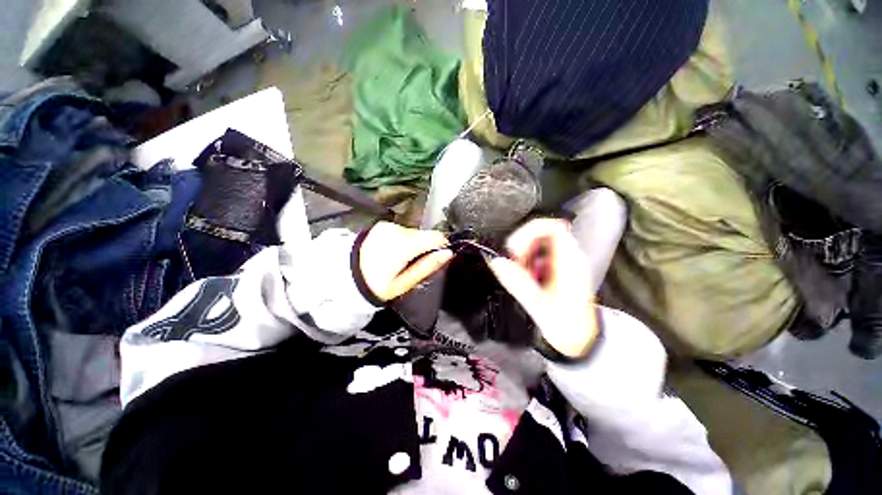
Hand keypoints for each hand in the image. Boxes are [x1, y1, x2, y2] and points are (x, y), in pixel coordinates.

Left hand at [358, 222, 453, 301]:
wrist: (343, 275)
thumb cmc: (376, 284)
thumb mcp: (404, 283)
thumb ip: (427, 266)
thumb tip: (449, 253)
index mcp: (404, 244)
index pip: (437, 237)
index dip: (442, 246)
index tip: (438, 258)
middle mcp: (398, 229)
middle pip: (424, 235)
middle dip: (425, 248)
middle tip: (414, 266)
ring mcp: (388, 225)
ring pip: (413, 233)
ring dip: (413, 245)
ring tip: (400, 261)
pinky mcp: (382, 225)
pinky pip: (401, 231)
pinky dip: (402, 240)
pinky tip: (392, 252)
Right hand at [486, 219, 598, 357]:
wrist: (580, 340)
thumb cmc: (565, 326)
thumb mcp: (538, 306)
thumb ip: (517, 283)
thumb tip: (496, 261)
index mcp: (569, 263)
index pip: (553, 227)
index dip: (529, 232)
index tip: (515, 250)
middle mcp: (569, 257)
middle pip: (542, 231)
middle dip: (522, 243)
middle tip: (513, 262)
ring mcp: (564, 261)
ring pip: (539, 241)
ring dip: (523, 252)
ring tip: (519, 271)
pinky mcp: (558, 267)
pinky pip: (539, 252)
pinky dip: (527, 259)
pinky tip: (525, 276)